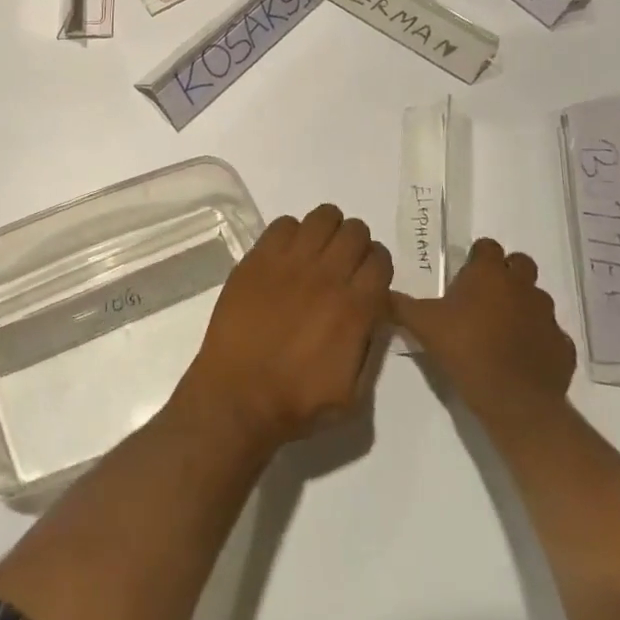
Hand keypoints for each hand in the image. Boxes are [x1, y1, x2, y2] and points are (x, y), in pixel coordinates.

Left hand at [176, 204, 391, 453]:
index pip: (380, 260)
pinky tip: (288, 255)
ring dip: (328, 230)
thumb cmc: (298, 402)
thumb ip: (369, 346)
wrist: (239, 395)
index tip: (368, 279)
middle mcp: (326, 276)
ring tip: (318, 250)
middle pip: (355, 231)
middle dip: (356, 244)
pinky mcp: (258, 257)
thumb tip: (373, 312)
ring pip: (323, 217)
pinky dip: (292, 233)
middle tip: (343, 263)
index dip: (377, 267)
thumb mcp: (354, 392)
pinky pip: (284, 223)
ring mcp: (290, 261)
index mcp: (354, 308)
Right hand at [390, 238, 575, 428]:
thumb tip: (379, 291)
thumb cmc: (465, 349)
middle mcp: (522, 286)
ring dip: (523, 306)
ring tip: (502, 329)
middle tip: (485, 297)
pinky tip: (522, 356)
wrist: (514, 401)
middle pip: (519, 264)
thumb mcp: (422, 324)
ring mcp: (547, 316)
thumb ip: (400, 304)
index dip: (477, 258)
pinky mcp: (563, 346)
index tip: (465, 276)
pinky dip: (539, 340)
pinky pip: (551, 335)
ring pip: (537, 298)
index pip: (487, 246)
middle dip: (506, 274)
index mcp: (489, 273)